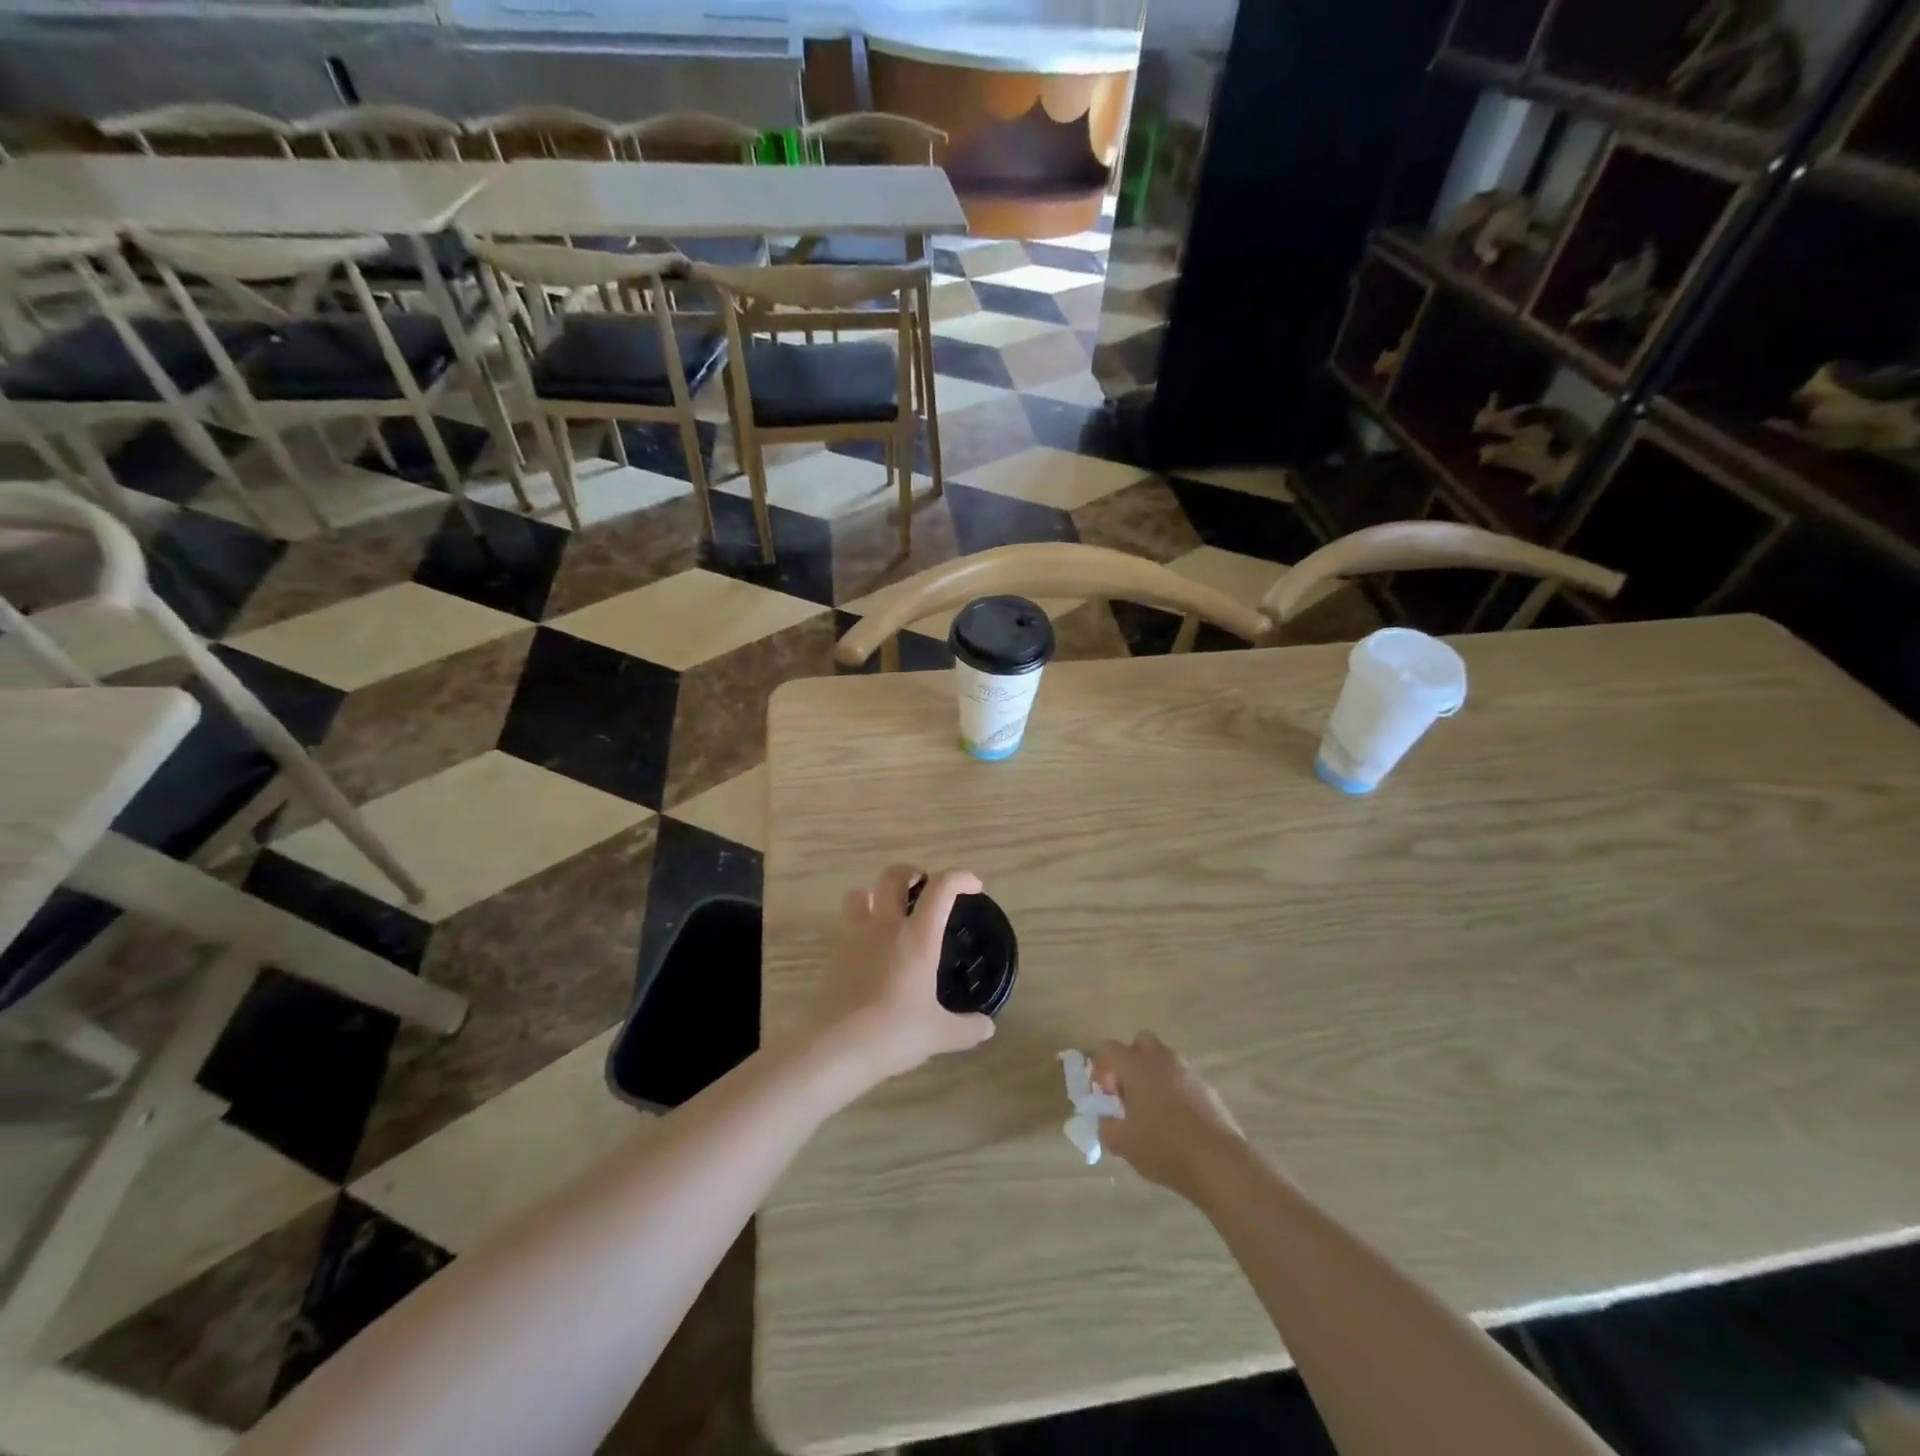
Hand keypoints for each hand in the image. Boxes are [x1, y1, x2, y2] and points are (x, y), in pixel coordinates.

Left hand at [807, 865, 995, 1086]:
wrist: (835, 1047)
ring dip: (876, 895)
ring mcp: (855, 938)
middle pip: (893, 876)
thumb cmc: (894, 1032)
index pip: (941, 887)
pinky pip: (848, 927)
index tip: (974, 887)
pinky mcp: (834, 956)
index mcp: (917, 936)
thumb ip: (968, 1028)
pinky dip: (862, 928)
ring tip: (891, 915)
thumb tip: (987, 1026)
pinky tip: (873, 955)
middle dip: (911, 873)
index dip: (960, 878)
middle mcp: (885, 926)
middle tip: (925, 888)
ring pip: (860, 894)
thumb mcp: (940, 1034)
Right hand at [1091, 1033, 1247, 1200]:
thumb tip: (1106, 1118)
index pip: (1107, 1049)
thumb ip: (1106, 1126)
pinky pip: (1182, 1079)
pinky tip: (1175, 1122)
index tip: (1106, 1096)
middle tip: (1127, 1093)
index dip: (1100, 1069)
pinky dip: (1173, 1091)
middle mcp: (1162, 1059)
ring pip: (1163, 1061)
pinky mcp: (1207, 1088)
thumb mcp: (1123, 1143)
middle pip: (1139, 1043)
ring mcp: (1188, 1072)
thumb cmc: (1164, 1147)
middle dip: (1129, 1062)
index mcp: (1136, 1066)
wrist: (1219, 1162)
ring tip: (1151, 1111)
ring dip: (1152, 1076)